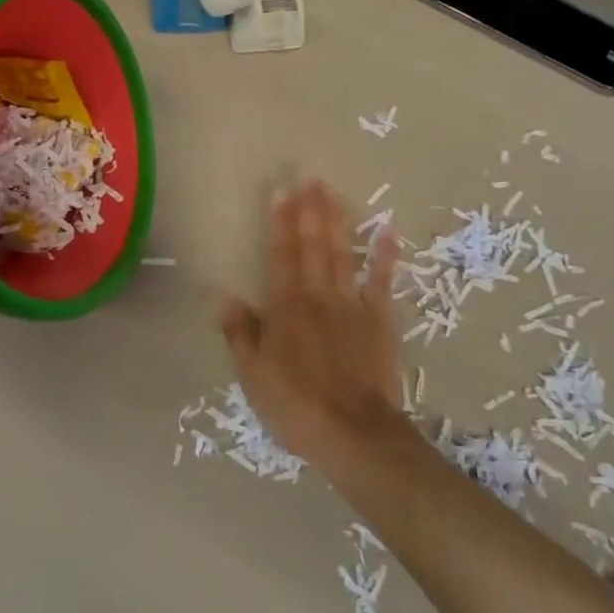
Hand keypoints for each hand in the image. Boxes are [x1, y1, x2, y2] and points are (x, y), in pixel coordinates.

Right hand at [219, 179, 403, 469]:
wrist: (352, 433)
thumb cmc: (295, 406)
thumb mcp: (253, 376)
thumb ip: (240, 334)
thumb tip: (225, 297)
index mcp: (285, 308)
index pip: (280, 256)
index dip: (279, 223)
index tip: (281, 192)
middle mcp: (318, 297)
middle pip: (313, 247)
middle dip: (310, 211)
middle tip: (310, 178)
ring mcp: (351, 306)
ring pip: (343, 255)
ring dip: (338, 222)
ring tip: (334, 192)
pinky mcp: (379, 321)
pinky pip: (382, 283)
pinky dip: (385, 257)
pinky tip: (388, 232)